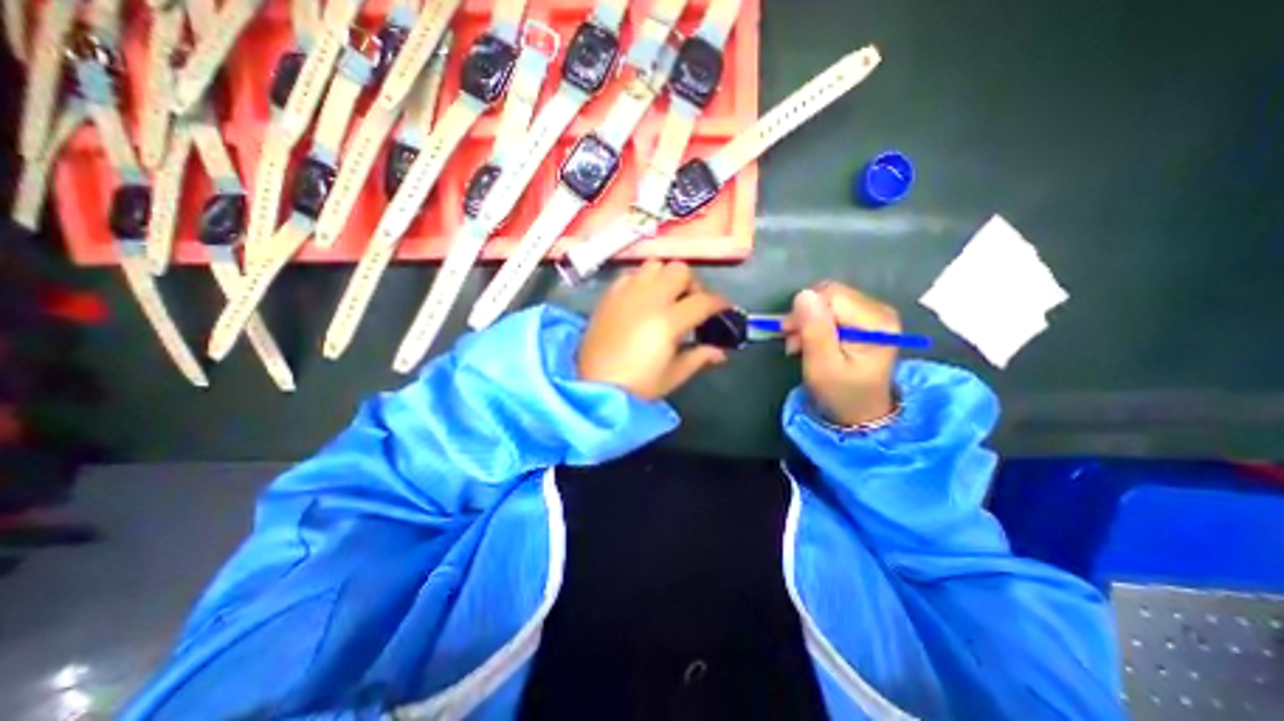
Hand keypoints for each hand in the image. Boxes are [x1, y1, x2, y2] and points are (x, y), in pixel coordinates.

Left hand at [583, 263, 730, 403]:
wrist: (593, 386)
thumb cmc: (637, 386)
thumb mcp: (673, 375)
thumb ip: (699, 357)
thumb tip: (720, 351)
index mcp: (668, 321)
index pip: (703, 301)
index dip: (719, 303)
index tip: (724, 309)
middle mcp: (649, 298)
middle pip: (680, 271)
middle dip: (692, 285)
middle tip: (691, 304)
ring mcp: (626, 293)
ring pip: (655, 265)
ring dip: (667, 277)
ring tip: (667, 297)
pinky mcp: (609, 295)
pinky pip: (631, 274)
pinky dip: (643, 280)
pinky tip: (642, 298)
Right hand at [776, 280, 894, 428]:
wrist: (860, 413)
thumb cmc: (840, 393)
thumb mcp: (822, 366)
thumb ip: (814, 330)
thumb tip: (803, 294)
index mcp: (876, 323)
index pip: (831, 297)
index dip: (805, 311)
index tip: (790, 334)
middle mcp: (880, 311)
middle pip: (831, 294)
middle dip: (806, 314)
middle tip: (794, 341)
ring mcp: (875, 313)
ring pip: (829, 299)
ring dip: (808, 319)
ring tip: (801, 343)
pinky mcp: (866, 317)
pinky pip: (833, 307)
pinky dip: (816, 321)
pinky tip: (812, 339)